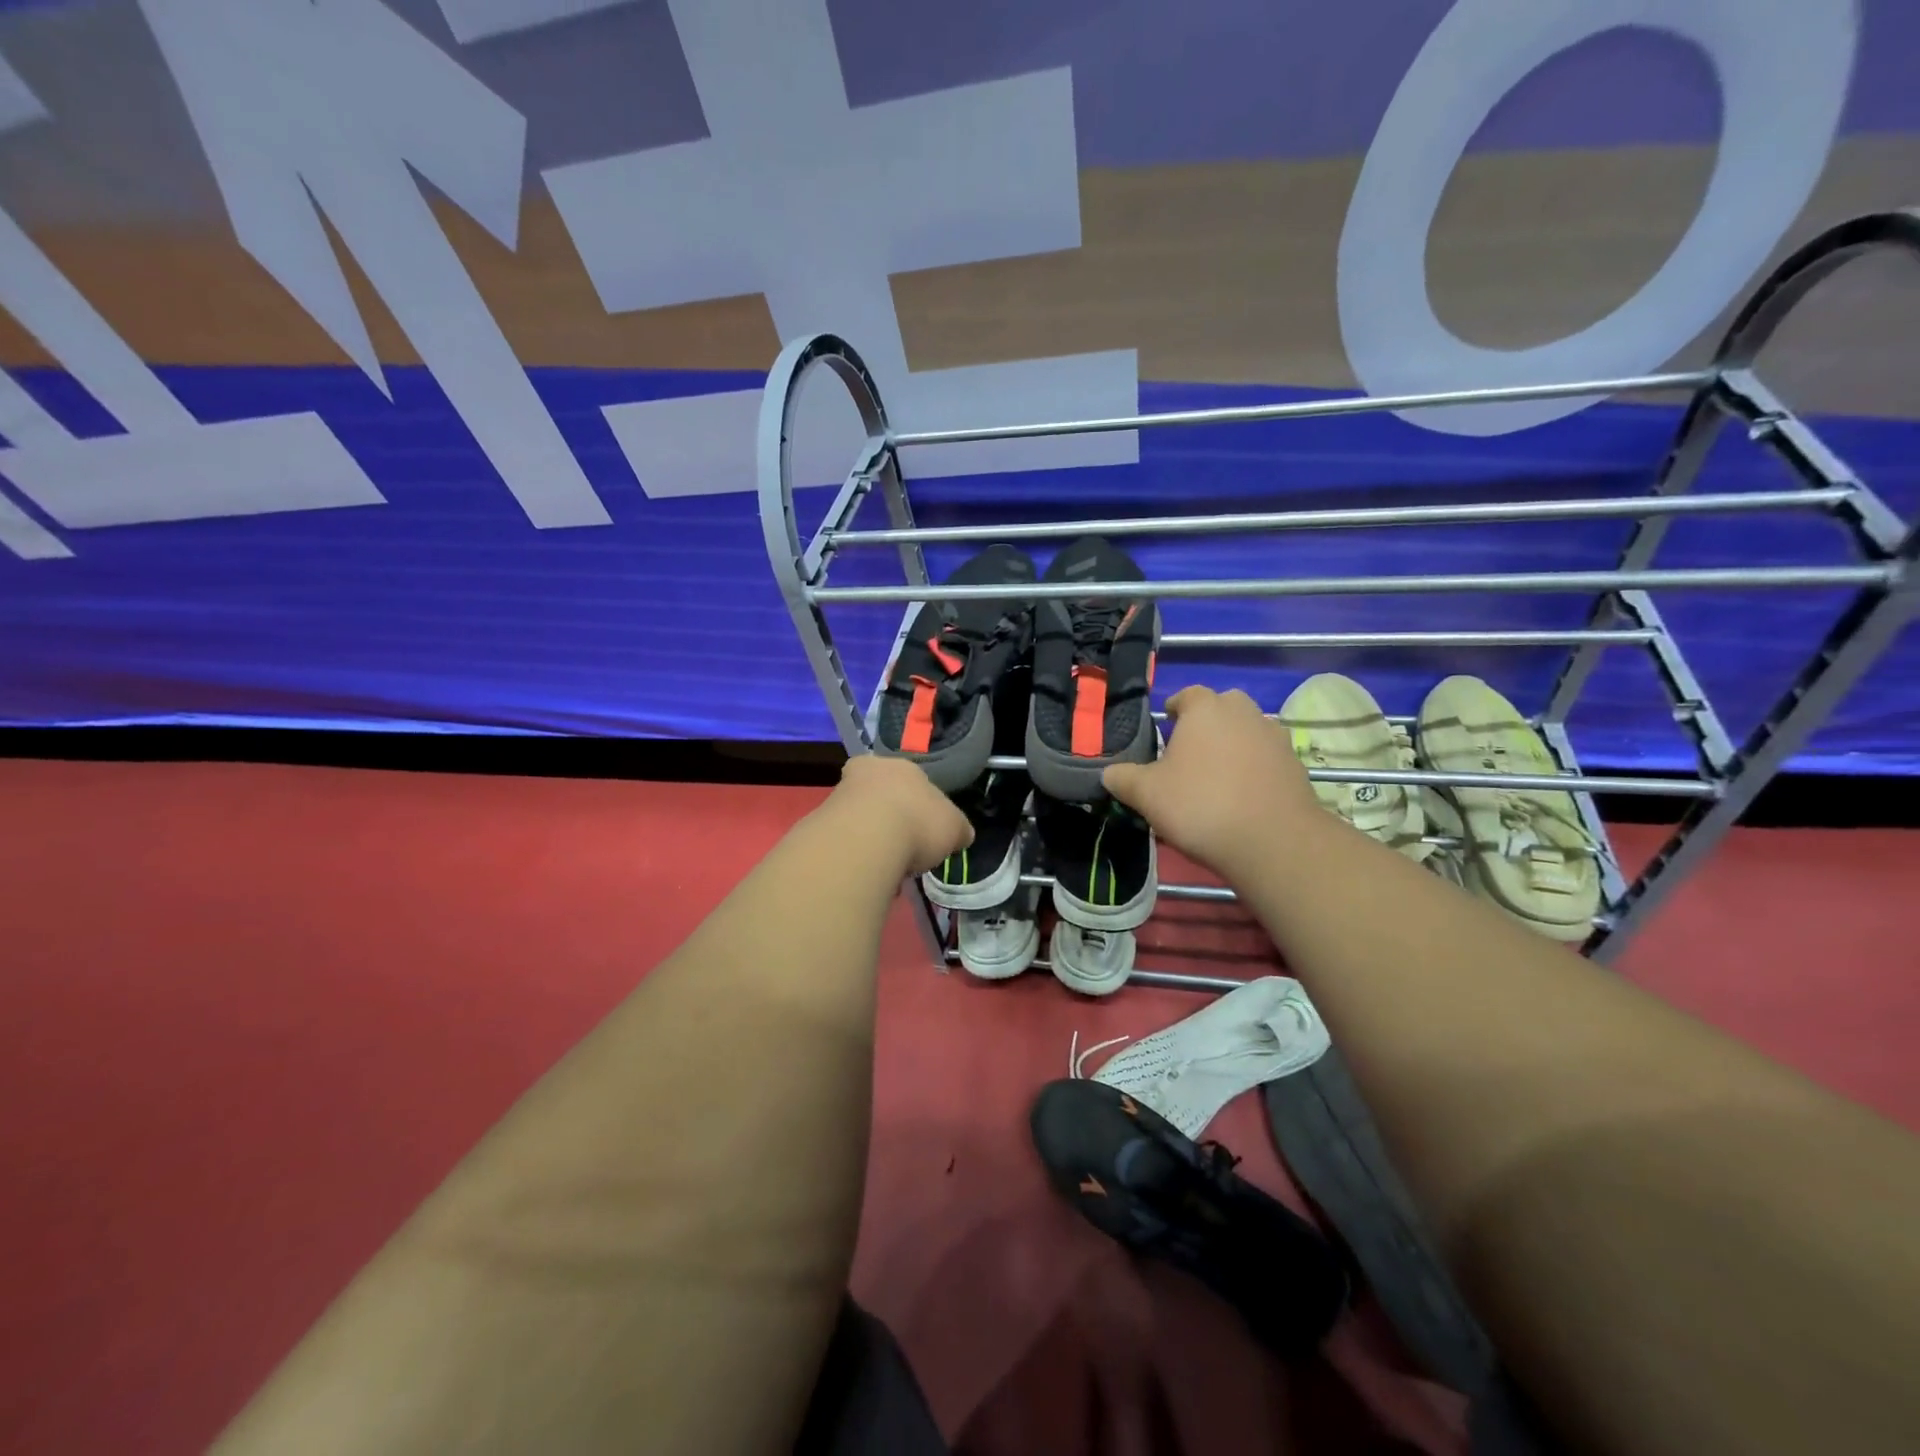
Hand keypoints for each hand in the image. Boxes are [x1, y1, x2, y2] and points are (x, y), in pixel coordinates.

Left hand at [828, 754, 973, 875]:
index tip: (924, 827)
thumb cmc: (919, 823)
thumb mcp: (954, 828)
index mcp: (901, 766)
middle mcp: (866, 773)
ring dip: (871, 841)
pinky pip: (844, 843)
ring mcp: (839, 797)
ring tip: (887, 870)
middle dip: (890, 820)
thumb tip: (960, 835)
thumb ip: (956, 829)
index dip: (919, 803)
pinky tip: (868, 876)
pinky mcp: (819, 824)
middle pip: (880, 796)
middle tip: (903, 847)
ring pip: (859, 819)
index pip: (911, 779)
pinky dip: (855, 858)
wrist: (867, 840)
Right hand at [1102, 686, 1320, 877]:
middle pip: (1222, 708)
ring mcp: (1275, 738)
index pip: (1187, 695)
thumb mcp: (1146, 794)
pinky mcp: (1295, 766)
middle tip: (1189, 753)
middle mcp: (1244, 713)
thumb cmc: (1201, 805)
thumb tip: (1108, 773)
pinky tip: (1241, 797)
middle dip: (1206, 724)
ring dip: (1232, 746)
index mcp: (1206, 708)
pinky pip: (1266, 759)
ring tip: (1215, 777)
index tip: (1165, 730)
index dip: (1173, 710)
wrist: (1273, 842)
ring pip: (1247, 732)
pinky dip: (1254, 769)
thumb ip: (1122, 778)